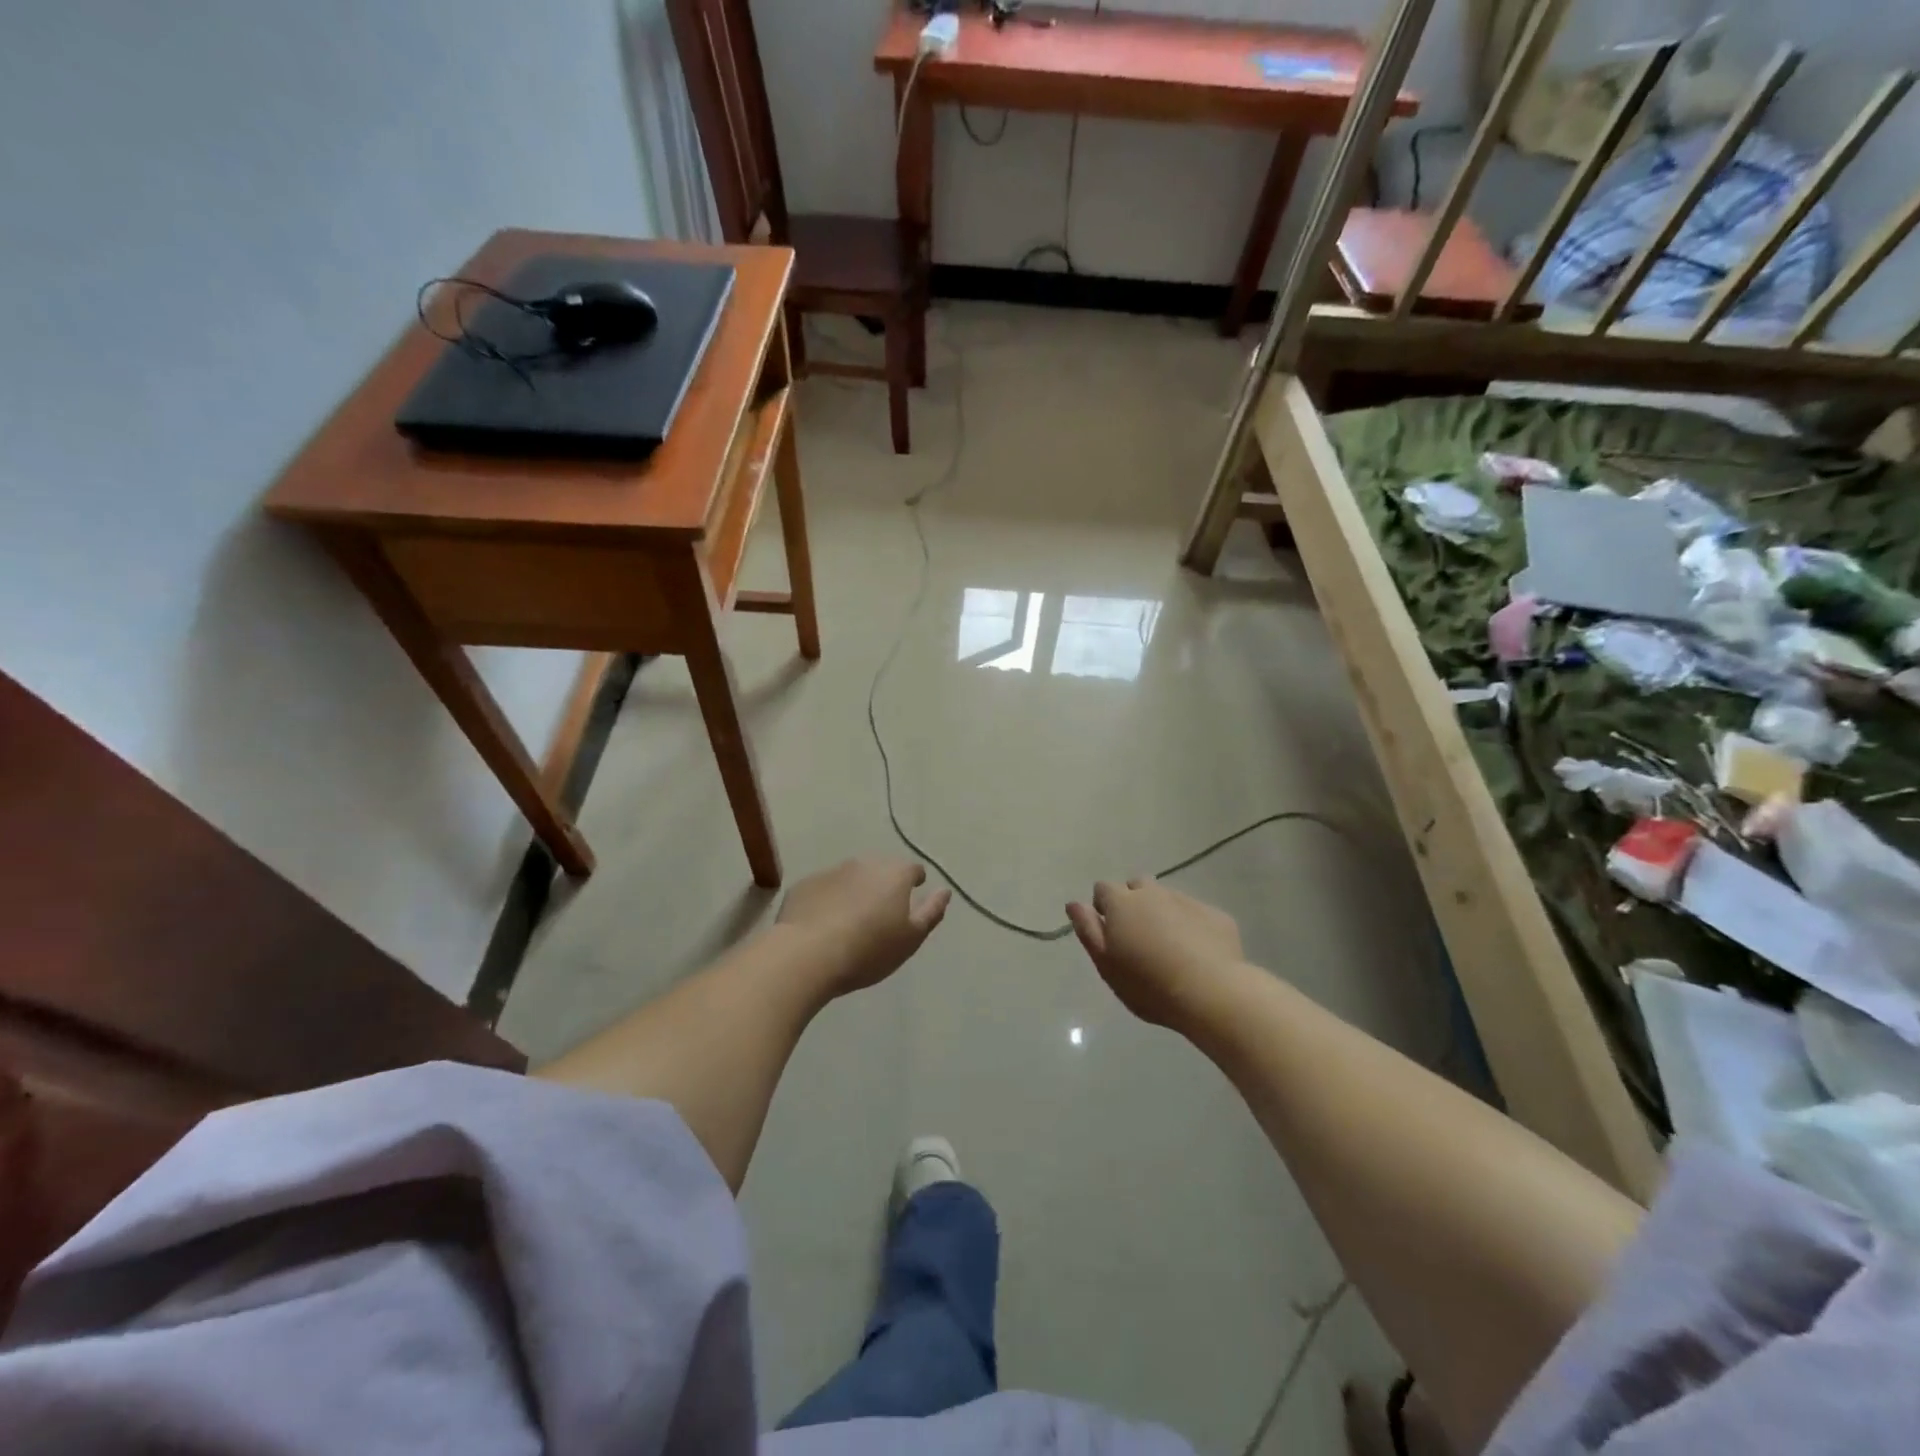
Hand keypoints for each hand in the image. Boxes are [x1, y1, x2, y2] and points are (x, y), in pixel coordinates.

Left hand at [775, 858, 950, 996]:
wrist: (808, 954)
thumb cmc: (869, 949)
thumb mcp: (911, 938)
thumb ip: (931, 912)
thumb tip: (944, 891)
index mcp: (894, 874)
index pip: (912, 870)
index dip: (914, 882)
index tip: (912, 897)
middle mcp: (864, 863)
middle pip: (880, 869)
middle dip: (884, 885)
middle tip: (881, 913)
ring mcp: (832, 871)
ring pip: (851, 877)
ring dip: (855, 891)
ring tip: (851, 920)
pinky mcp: (804, 885)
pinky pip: (824, 889)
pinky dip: (828, 900)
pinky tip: (823, 924)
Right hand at [1066, 879, 1243, 1027]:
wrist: (1211, 992)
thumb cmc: (1147, 983)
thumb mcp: (1106, 963)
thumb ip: (1087, 929)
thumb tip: (1074, 903)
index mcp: (1122, 903)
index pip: (1103, 888)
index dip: (1103, 907)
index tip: (1109, 932)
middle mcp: (1153, 892)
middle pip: (1136, 886)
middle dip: (1133, 903)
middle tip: (1138, 937)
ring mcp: (1187, 901)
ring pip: (1167, 898)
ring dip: (1162, 913)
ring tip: (1168, 947)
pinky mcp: (1215, 915)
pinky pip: (1195, 914)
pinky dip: (1190, 925)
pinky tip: (1196, 953)